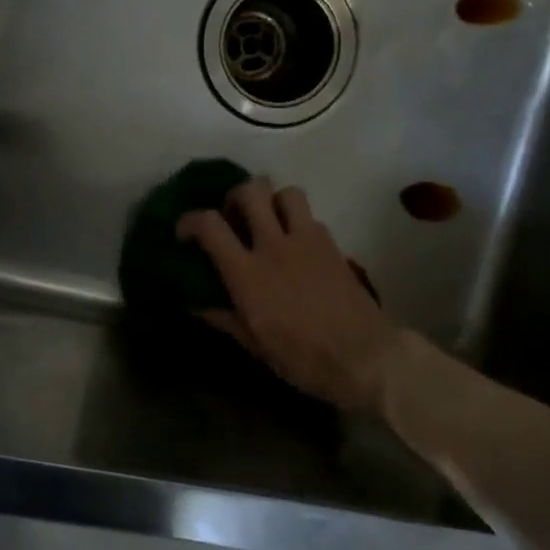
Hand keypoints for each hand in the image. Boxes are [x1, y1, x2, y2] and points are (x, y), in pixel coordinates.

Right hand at [177, 179, 401, 414]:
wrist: (364, 356)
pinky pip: (311, 216)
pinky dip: (298, 222)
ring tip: (269, 222)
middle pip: (250, 191)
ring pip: (286, 192)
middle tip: (233, 218)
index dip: (190, 220)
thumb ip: (226, 318)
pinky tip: (297, 246)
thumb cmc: (303, 358)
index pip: (210, 225)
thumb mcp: (256, 345)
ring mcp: (307, 240)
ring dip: (272, 201)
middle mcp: (275, 245)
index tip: (185, 232)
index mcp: (248, 273)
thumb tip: (199, 305)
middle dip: (235, 197)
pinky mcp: (332, 244)